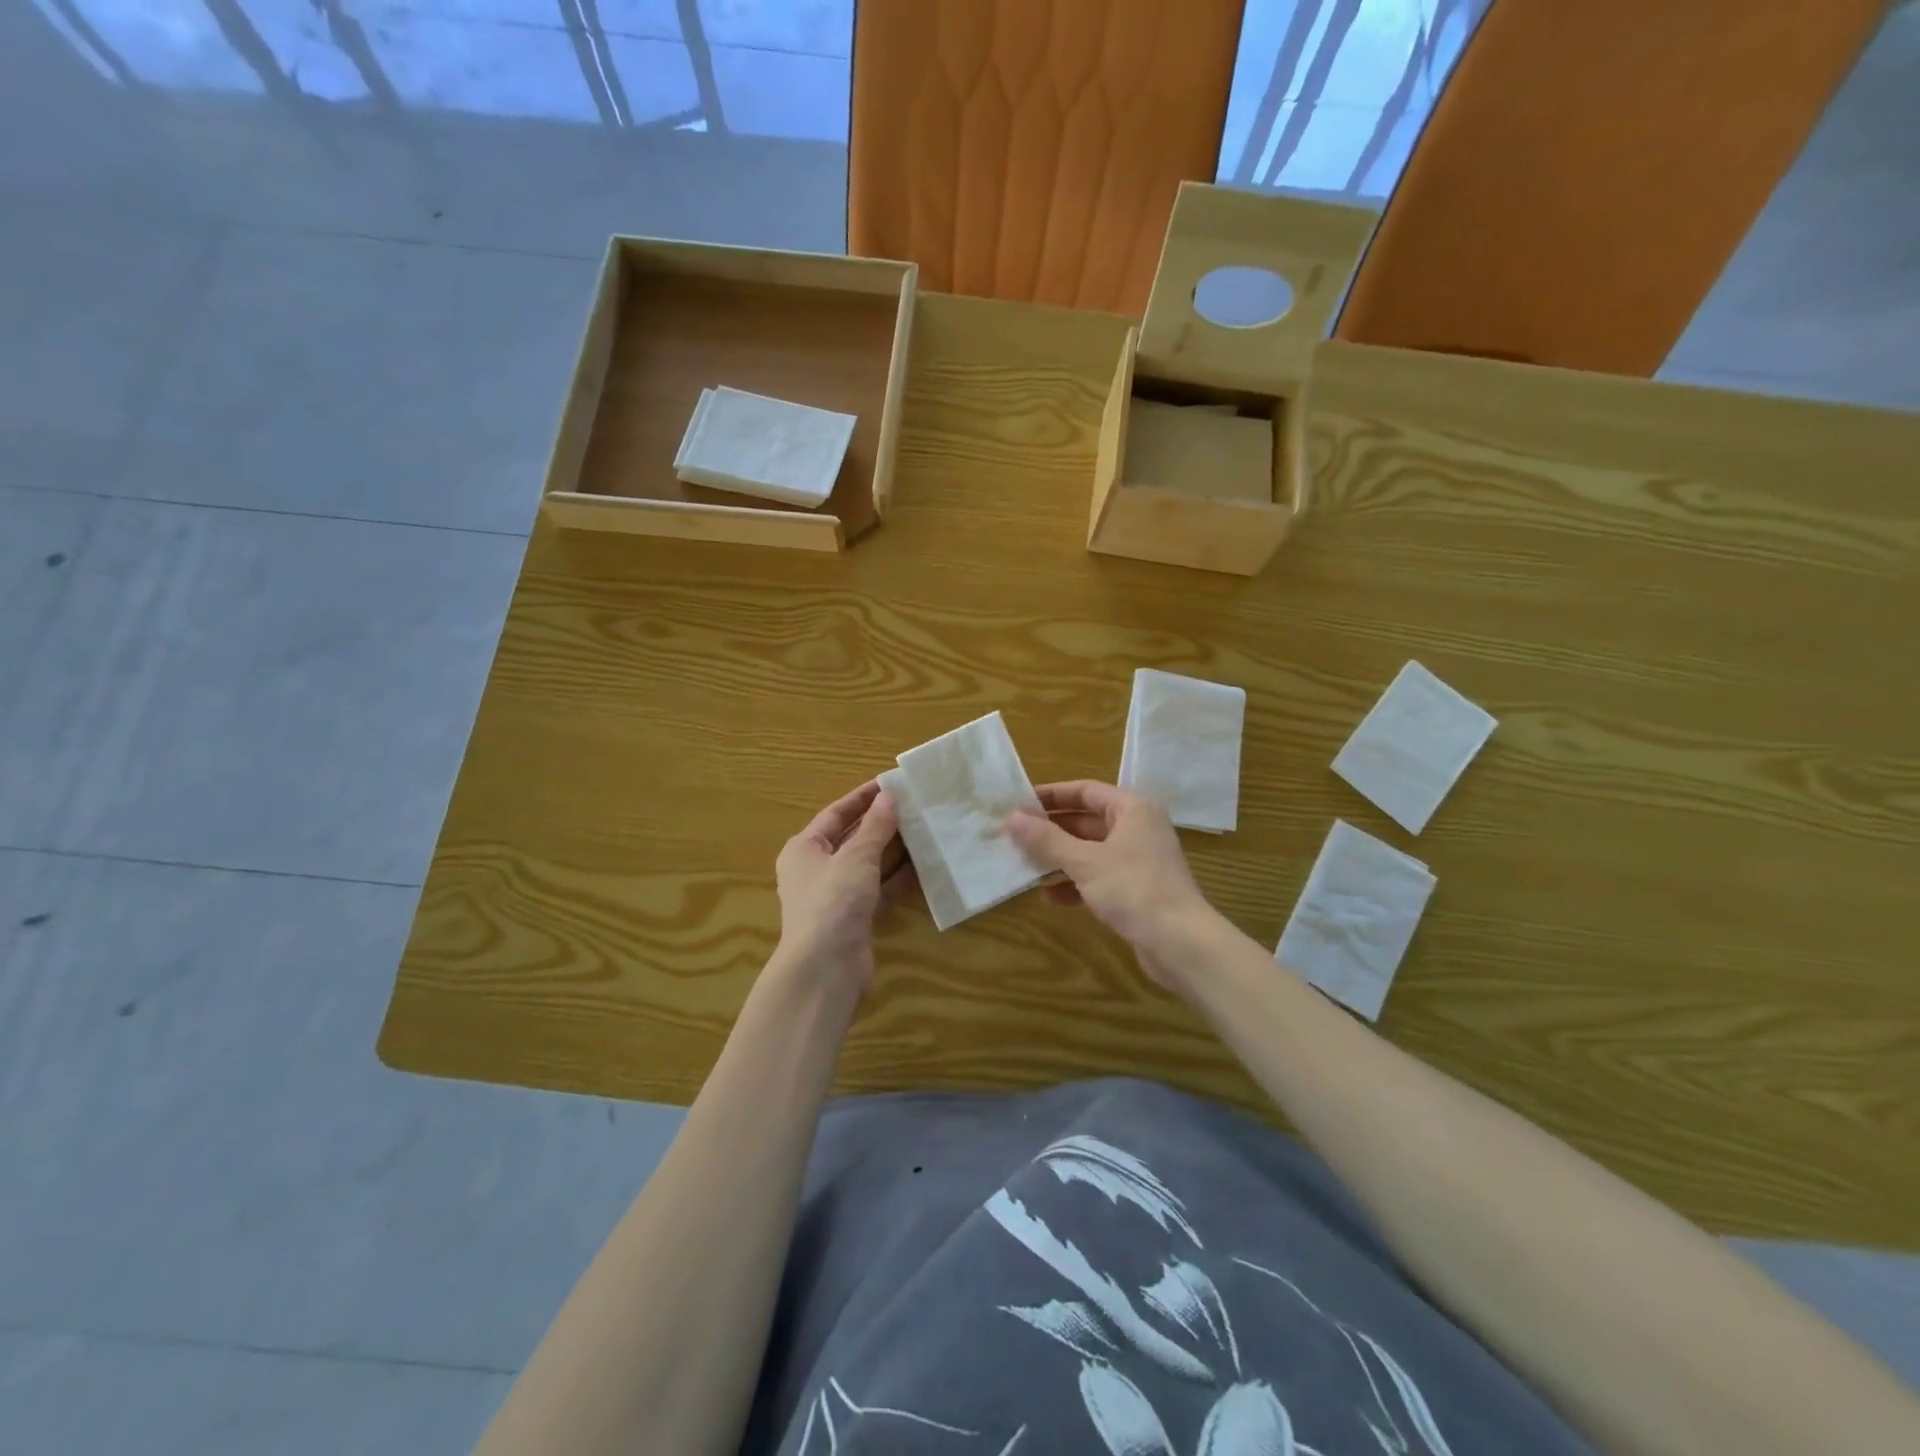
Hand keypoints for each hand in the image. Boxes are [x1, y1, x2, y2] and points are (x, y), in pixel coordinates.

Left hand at [773, 780, 907, 995]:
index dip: (862, 797)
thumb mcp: (857, 857)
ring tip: (923, 830)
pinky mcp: (853, 918)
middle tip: (913, 806)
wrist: (826, 968)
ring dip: (892, 850)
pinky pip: (877, 889)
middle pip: (851, 838)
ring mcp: (834, 896)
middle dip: (881, 823)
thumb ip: (876, 826)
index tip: (890, 783)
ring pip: (867, 864)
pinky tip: (922, 867)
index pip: (835, 813)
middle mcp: (815, 870)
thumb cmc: (833, 901)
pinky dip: (896, 878)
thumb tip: (889, 796)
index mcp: (804, 848)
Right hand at [1006, 781, 1222, 990]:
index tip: (1018, 803)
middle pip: (1086, 821)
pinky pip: (1098, 877)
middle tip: (1014, 836)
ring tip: (1025, 866)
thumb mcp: (1084, 862)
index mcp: (1132, 809)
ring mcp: (1138, 860)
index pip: (1085, 791)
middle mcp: (1138, 828)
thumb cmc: (1133, 889)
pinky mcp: (1136, 889)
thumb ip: (1046, 839)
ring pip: (1090, 851)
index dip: (1051, 795)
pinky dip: (1075, 883)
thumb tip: (1011, 818)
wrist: (1181, 944)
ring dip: (1059, 859)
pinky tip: (1050, 897)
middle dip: (1051, 831)